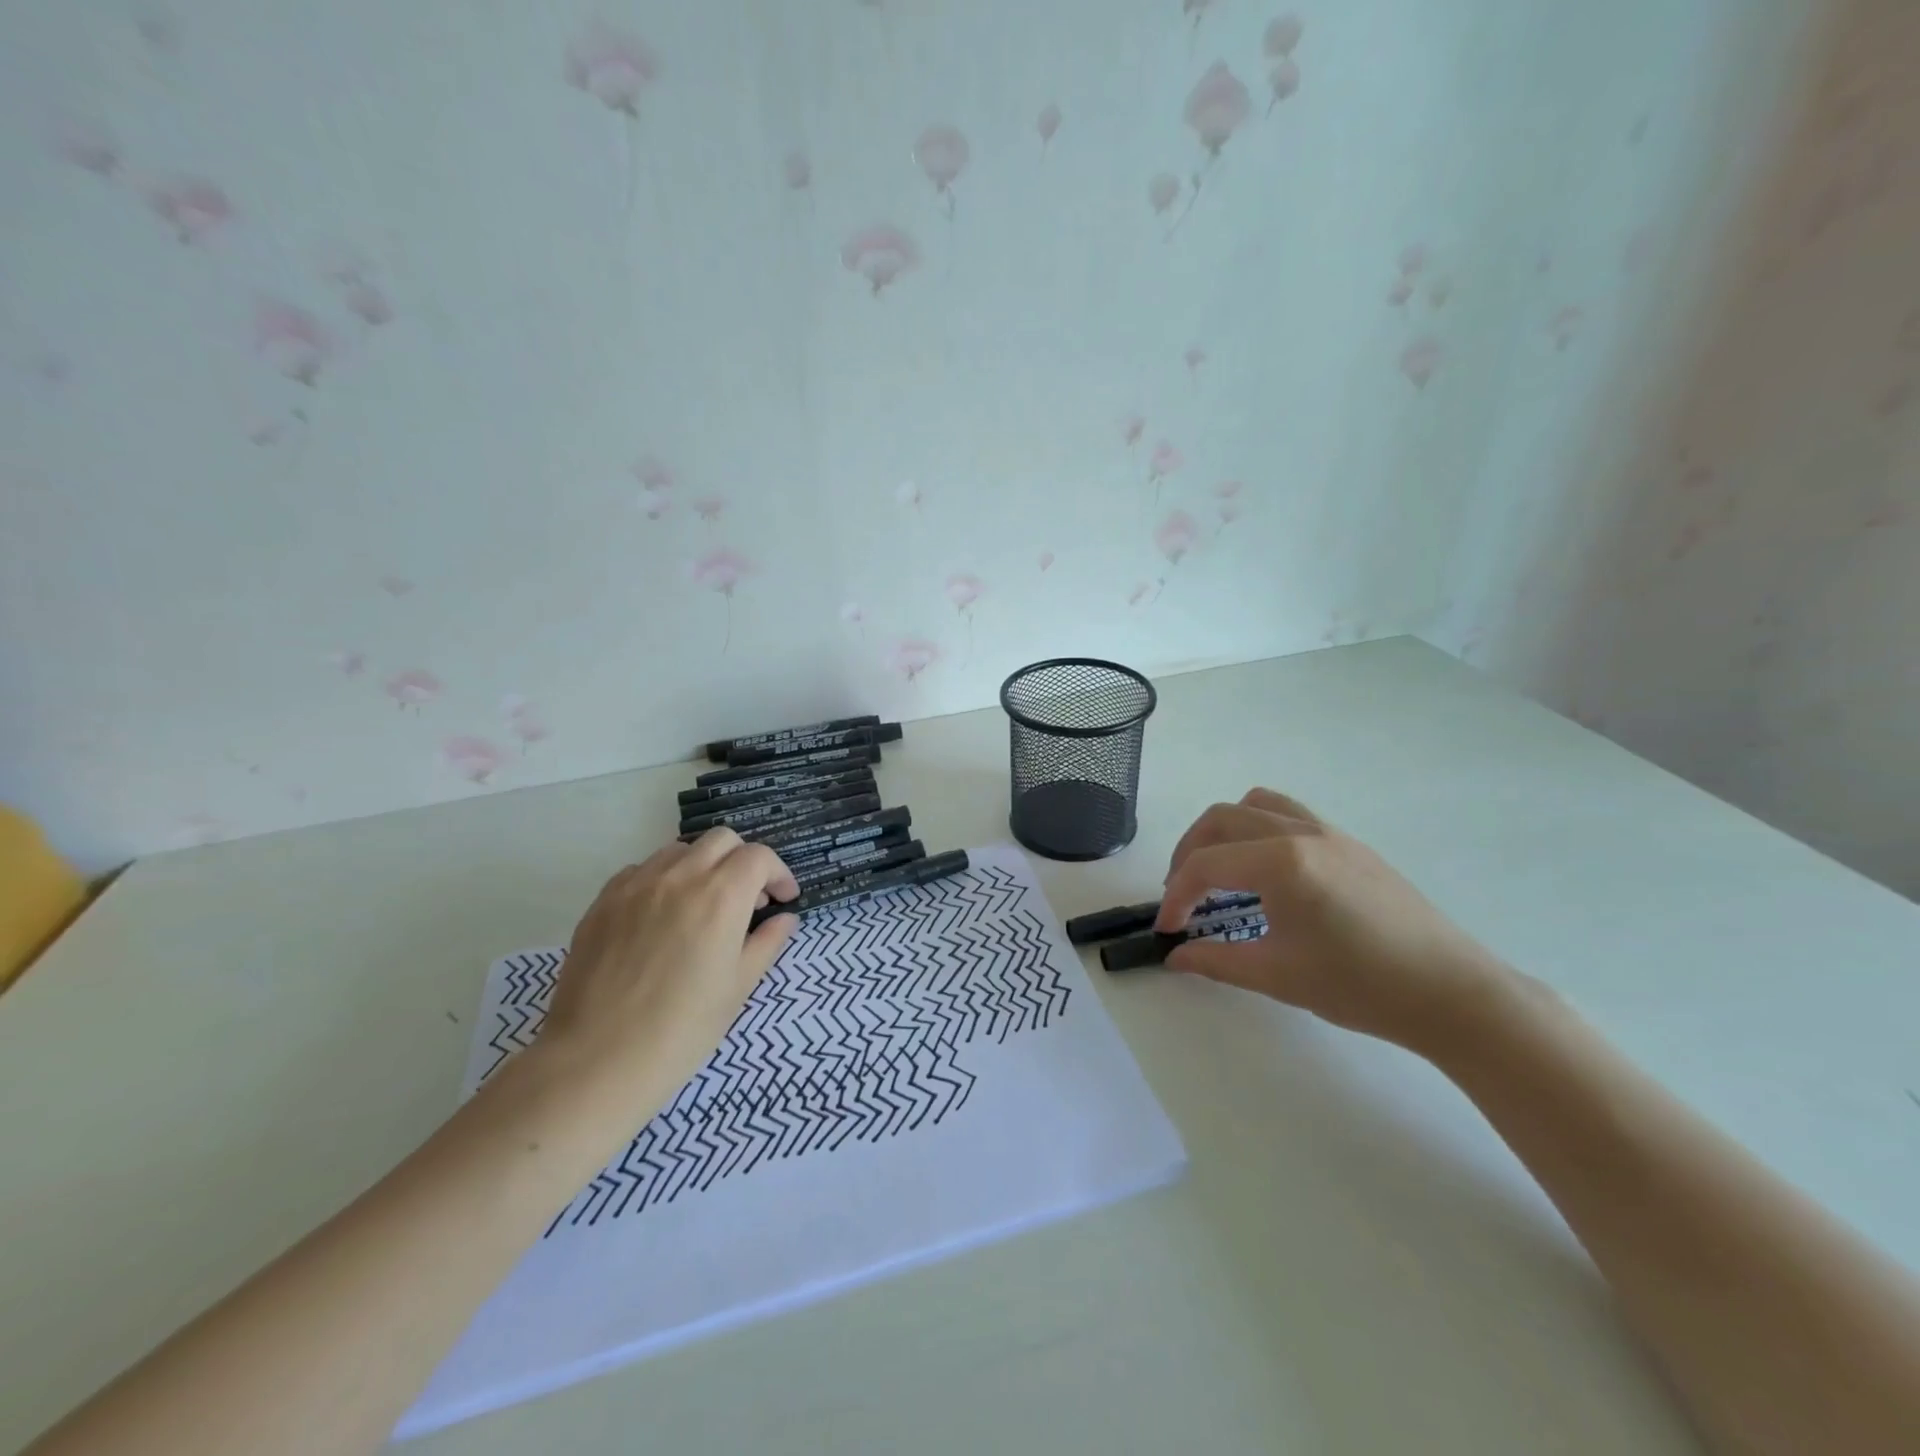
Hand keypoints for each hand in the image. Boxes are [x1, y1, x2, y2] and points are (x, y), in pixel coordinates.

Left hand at [537, 829, 799, 1114]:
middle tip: (747, 898)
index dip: (778, 874)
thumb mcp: (739, 987)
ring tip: (703, 904)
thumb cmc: (682, 1030)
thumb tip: (784, 918)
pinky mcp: (603, 901)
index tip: (782, 899)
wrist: (597, 1060)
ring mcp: (636, 885)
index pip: (759, 857)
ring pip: (679, 850)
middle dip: (743, 861)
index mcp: (721, 896)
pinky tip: (662, 916)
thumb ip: (767, 943)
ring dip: (702, 866)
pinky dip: (663, 880)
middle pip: (722, 840)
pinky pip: (641, 870)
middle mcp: (680, 877)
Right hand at [1156, 788, 1512, 1052]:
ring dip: (1223, 831)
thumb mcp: (1278, 976)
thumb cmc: (1361, 986)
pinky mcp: (1349, 843)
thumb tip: (1174, 956)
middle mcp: (1300, 833)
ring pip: (1255, 805)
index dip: (1176, 896)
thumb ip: (1216, 960)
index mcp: (1282, 863)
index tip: (1168, 930)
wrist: (1451, 993)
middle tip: (1182, 895)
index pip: (1205, 865)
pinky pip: (1288, 815)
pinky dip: (1257, 830)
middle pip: (1221, 820)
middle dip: (1189, 853)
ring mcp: (1329, 832)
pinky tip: (1264, 873)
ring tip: (1217, 870)